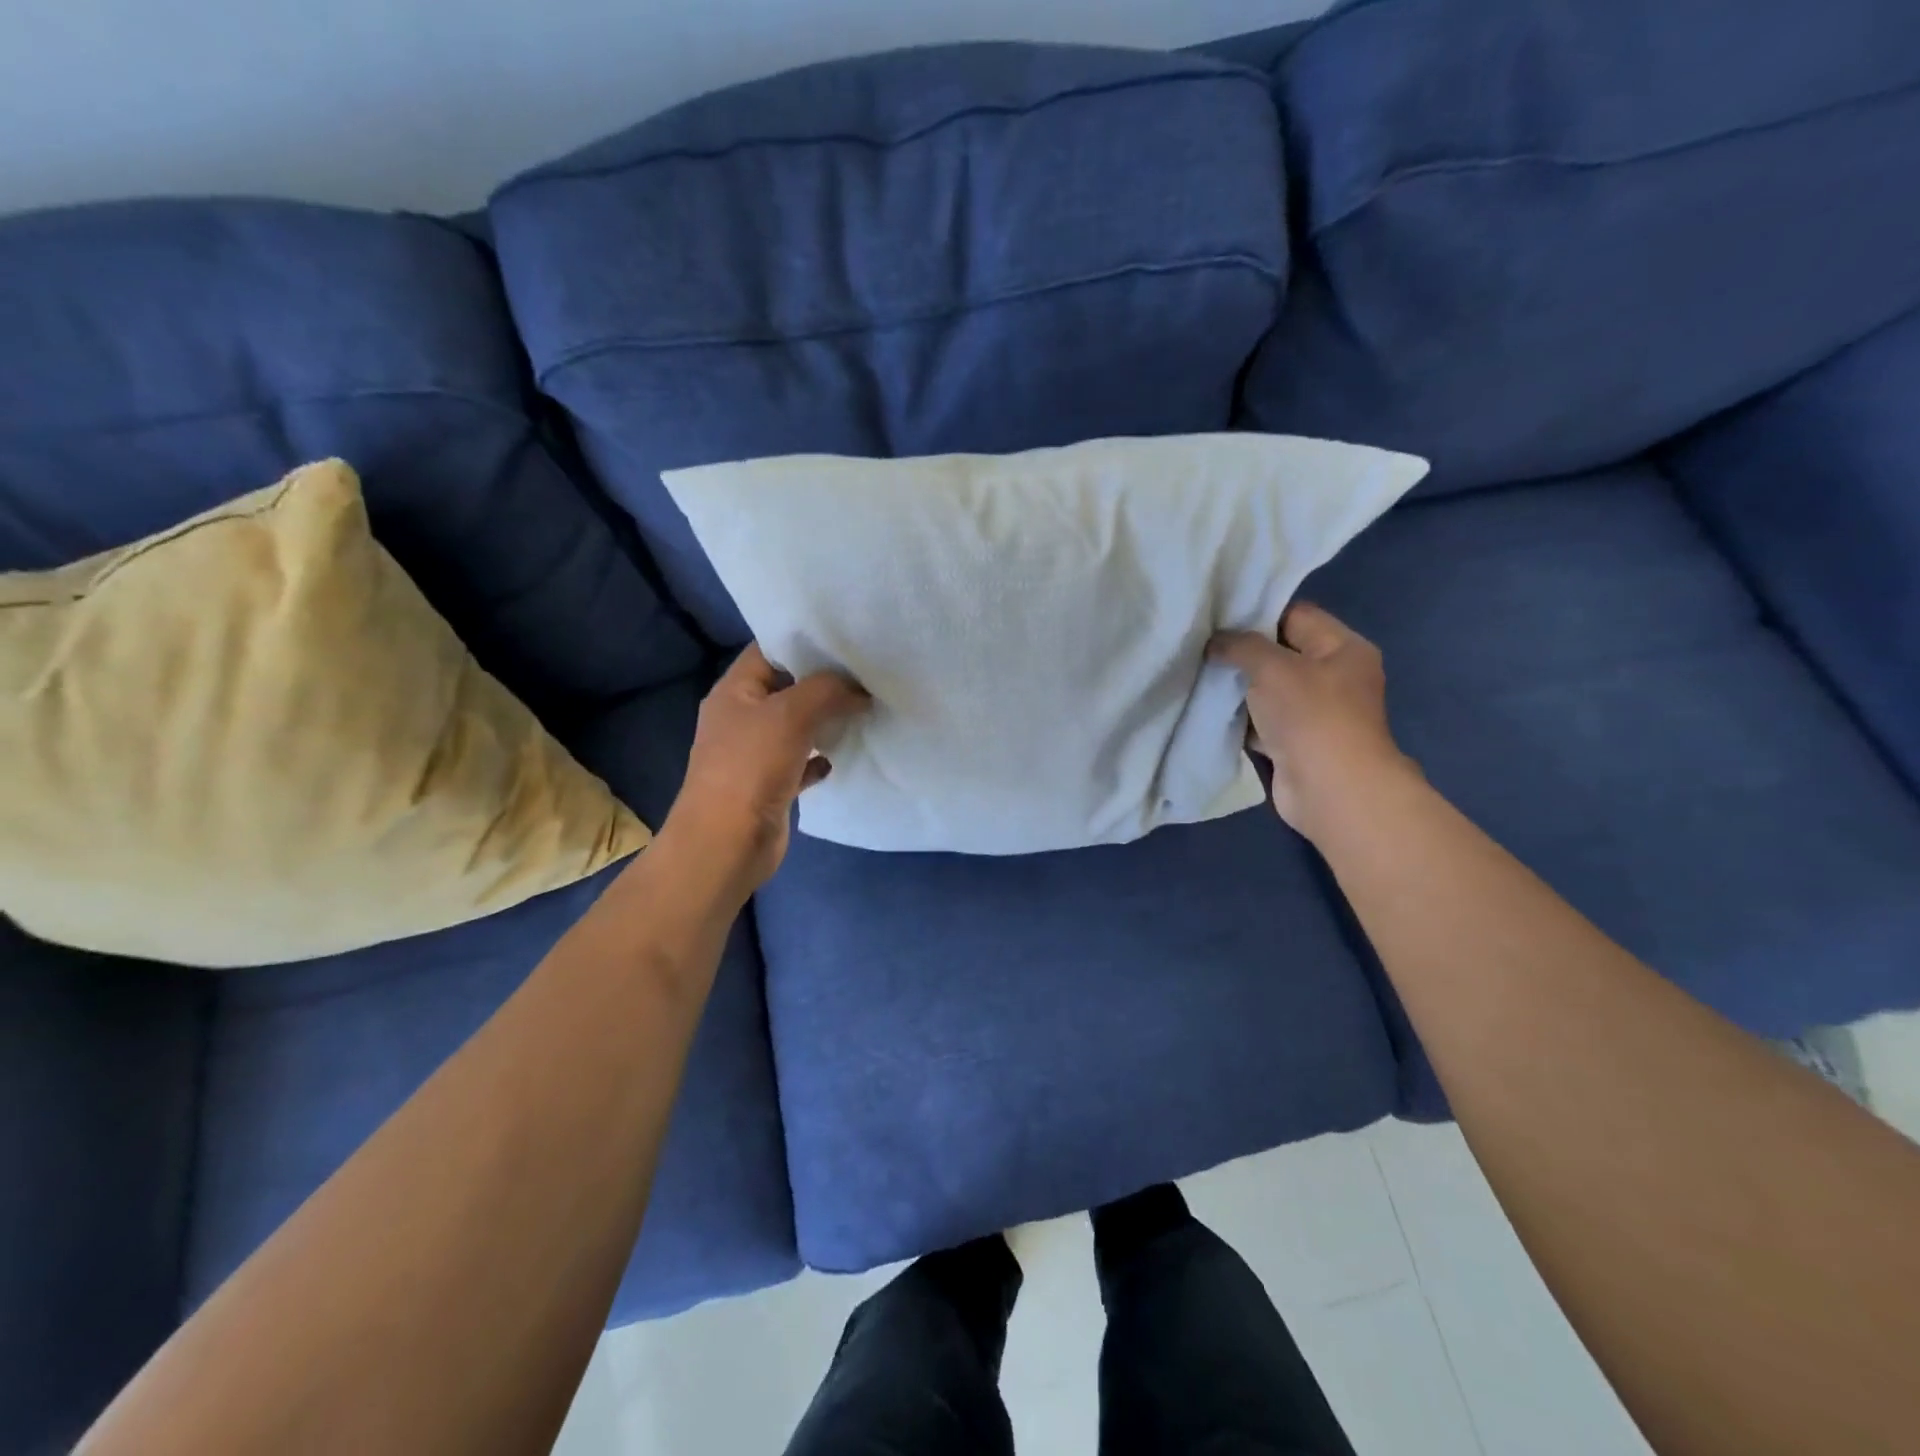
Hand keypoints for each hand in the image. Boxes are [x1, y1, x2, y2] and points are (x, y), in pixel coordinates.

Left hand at [662, 643, 868, 894]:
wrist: (726, 844)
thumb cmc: (751, 768)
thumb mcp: (791, 714)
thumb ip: (828, 690)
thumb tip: (860, 689)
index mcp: (734, 691)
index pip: (769, 651)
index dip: (804, 643)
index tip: (846, 642)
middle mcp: (741, 718)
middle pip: (787, 688)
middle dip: (824, 683)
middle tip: (865, 675)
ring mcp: (753, 754)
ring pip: (796, 726)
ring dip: (825, 721)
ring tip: (863, 709)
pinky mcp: (769, 786)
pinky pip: (800, 763)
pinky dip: (819, 759)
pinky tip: (839, 757)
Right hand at [1209, 601, 1411, 840]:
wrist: (1330, 789)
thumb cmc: (1310, 716)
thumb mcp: (1273, 667)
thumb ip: (1240, 646)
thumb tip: (1214, 642)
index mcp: (1343, 648)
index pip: (1296, 615)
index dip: (1256, 612)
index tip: (1215, 615)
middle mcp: (1333, 677)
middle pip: (1280, 653)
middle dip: (1241, 651)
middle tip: (1199, 644)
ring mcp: (1314, 713)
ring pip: (1267, 689)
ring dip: (1236, 686)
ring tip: (1196, 673)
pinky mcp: (1294, 743)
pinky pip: (1261, 721)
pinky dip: (1238, 718)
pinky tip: (1207, 708)